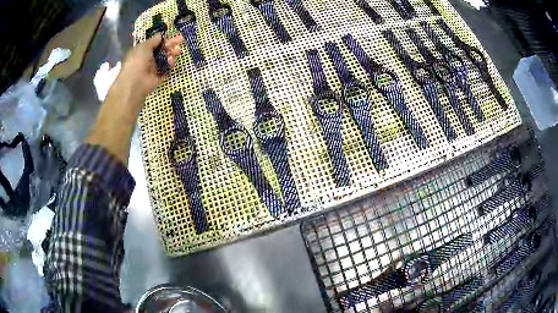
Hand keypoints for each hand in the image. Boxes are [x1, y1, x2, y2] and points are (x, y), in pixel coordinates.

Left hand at [116, 34, 182, 99]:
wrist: (135, 83)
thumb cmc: (137, 61)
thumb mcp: (144, 47)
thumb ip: (153, 40)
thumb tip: (160, 35)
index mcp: (142, 51)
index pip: (155, 43)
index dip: (164, 39)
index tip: (172, 36)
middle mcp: (147, 59)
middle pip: (162, 50)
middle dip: (171, 45)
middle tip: (181, 40)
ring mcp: (152, 69)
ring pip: (165, 59)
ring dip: (172, 54)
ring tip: (177, 52)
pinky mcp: (157, 78)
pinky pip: (166, 70)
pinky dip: (170, 65)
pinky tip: (171, 62)